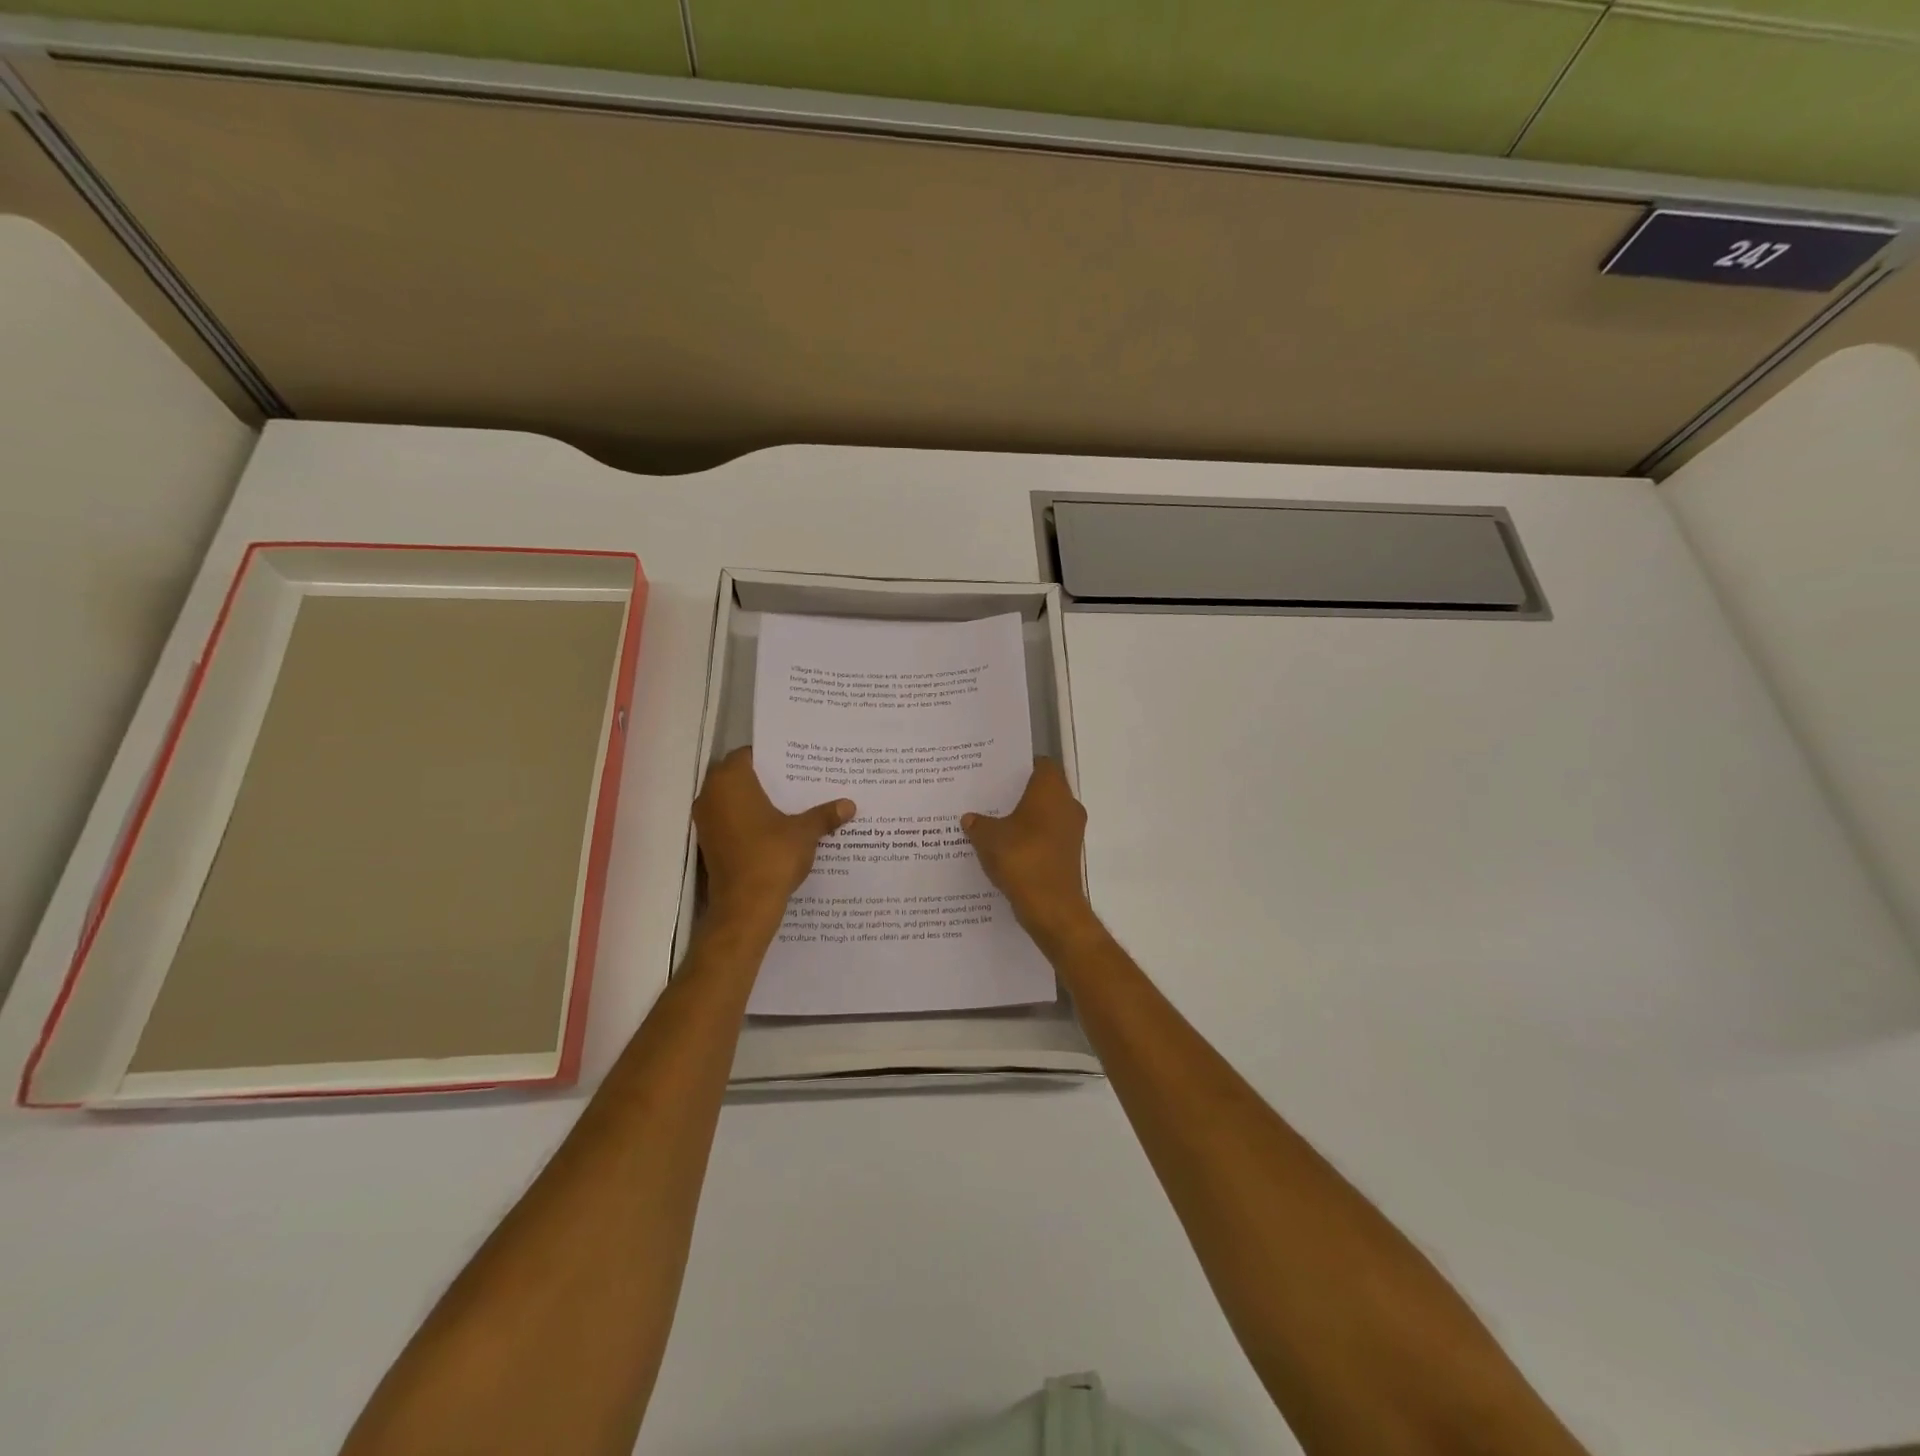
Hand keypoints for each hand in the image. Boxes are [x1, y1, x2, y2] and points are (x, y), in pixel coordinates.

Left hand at [693, 747, 854, 919]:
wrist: (744, 907)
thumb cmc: (772, 857)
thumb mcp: (804, 832)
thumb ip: (824, 815)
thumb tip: (849, 805)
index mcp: (730, 781)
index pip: (748, 755)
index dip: (772, 757)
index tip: (795, 762)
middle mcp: (711, 796)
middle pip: (739, 776)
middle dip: (766, 779)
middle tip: (798, 780)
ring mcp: (706, 822)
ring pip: (733, 800)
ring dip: (756, 801)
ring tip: (791, 804)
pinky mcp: (709, 844)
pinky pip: (730, 822)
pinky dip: (748, 821)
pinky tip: (776, 829)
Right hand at [962, 759, 1096, 947]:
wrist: (1051, 907)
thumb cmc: (1021, 858)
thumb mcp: (988, 837)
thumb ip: (977, 823)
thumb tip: (969, 819)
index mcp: (1051, 791)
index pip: (1040, 764)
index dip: (1020, 765)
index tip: (997, 771)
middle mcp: (1067, 805)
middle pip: (1042, 789)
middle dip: (1017, 792)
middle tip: (988, 794)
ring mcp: (1071, 831)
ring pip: (1044, 814)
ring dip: (1023, 818)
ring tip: (991, 821)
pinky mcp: (1067, 854)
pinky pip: (1046, 837)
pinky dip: (1029, 838)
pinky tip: (1004, 847)